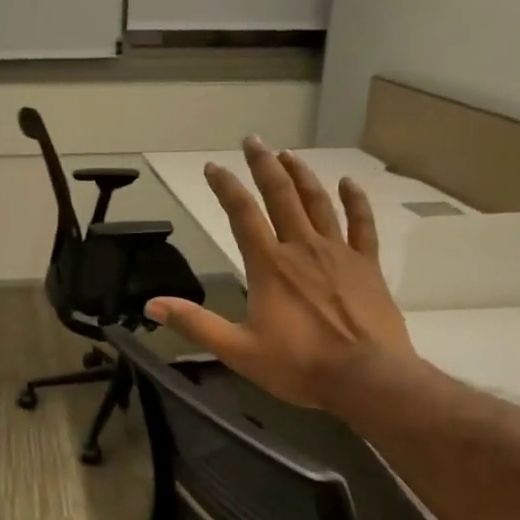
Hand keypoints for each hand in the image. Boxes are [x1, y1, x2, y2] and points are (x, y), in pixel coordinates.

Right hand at [145, 139, 419, 415]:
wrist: (367, 378)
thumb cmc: (299, 365)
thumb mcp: (238, 350)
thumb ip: (195, 324)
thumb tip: (152, 305)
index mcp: (269, 266)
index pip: (242, 215)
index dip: (226, 187)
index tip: (213, 166)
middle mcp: (302, 248)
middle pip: (281, 196)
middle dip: (263, 165)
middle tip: (253, 141)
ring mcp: (338, 253)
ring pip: (318, 202)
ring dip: (301, 175)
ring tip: (288, 154)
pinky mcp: (367, 265)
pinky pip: (362, 225)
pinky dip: (355, 201)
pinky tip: (347, 183)